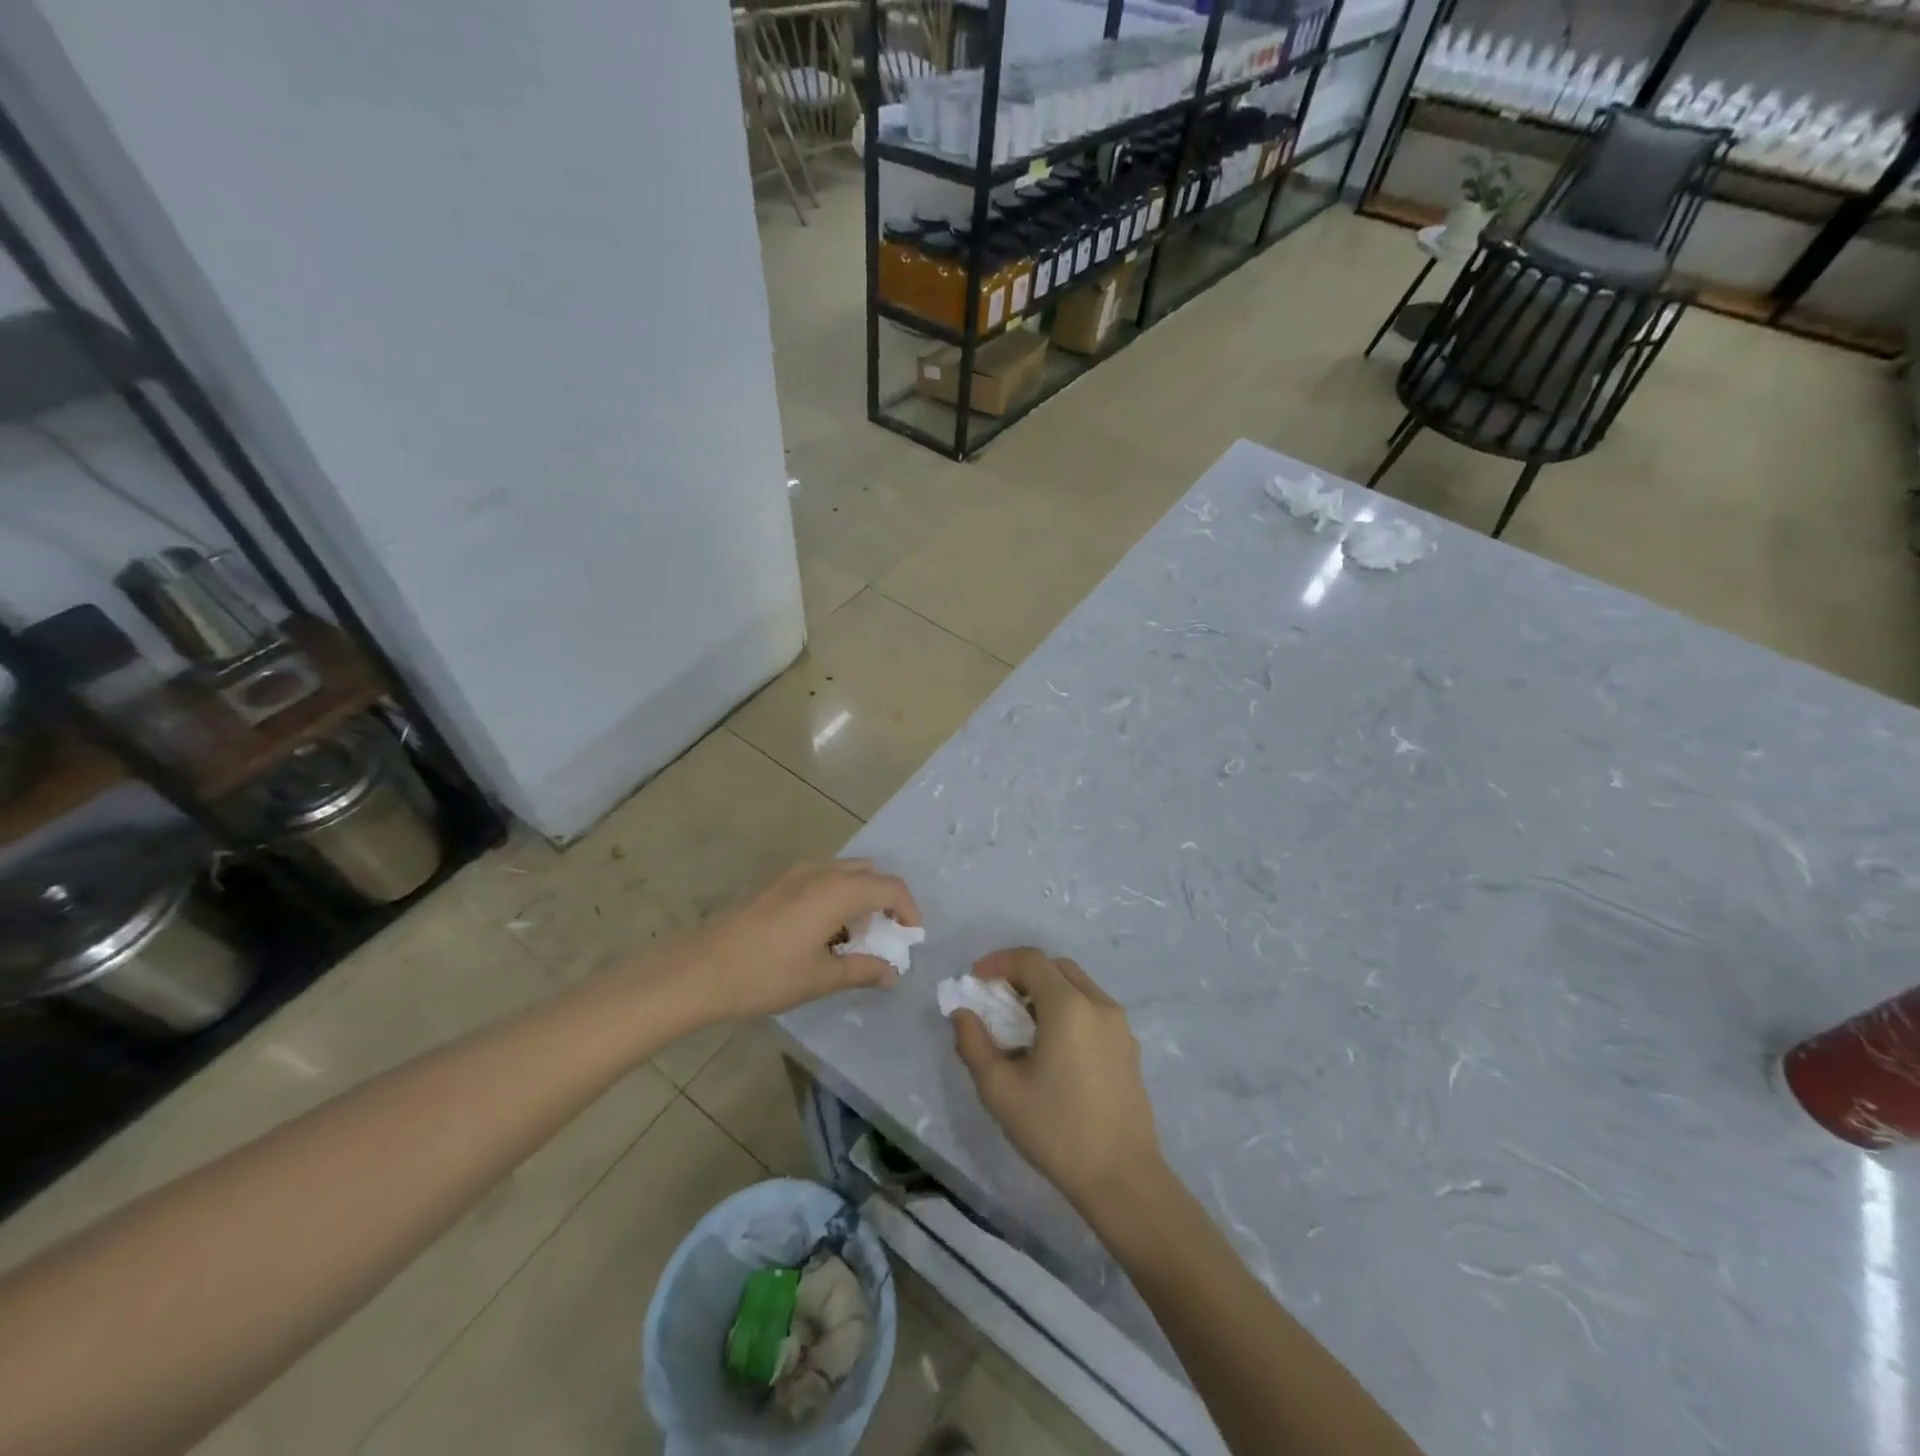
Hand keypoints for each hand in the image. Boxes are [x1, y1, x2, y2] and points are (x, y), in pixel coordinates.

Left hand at [668, 860, 919, 1020]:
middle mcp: (820, 871)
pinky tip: (822, 934)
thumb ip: (863, 970)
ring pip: (843, 874)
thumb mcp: (820, 978)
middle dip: (885, 900)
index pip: (890, 887)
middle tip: (885, 936)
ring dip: (859, 898)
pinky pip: (821, 879)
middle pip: (869, 873)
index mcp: (837, 891)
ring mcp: (794, 873)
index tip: (912, 937)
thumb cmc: (765, 974)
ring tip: (853, 939)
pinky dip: (835, 897)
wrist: (699, 969)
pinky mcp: (775, 883)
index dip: (909, 909)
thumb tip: (893, 973)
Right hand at [951, 949, 1164, 1214]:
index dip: (998, 962)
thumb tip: (962, 1014)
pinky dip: (1068, 1009)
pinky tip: (1053, 1049)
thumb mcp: (1000, 1090)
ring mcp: (1119, 1025)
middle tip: (997, 1001)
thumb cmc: (1056, 1130)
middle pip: (1056, 967)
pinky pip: (1093, 1009)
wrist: (1122, 1178)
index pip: (1030, 960)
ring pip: (1078, 986)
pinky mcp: (1129, 1047)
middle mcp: (1098, 1004)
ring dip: (1047, 991)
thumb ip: (974, 1044)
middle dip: (1022, 974)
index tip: (975, 980)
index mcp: (1068, 1006)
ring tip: (1022, 1027)